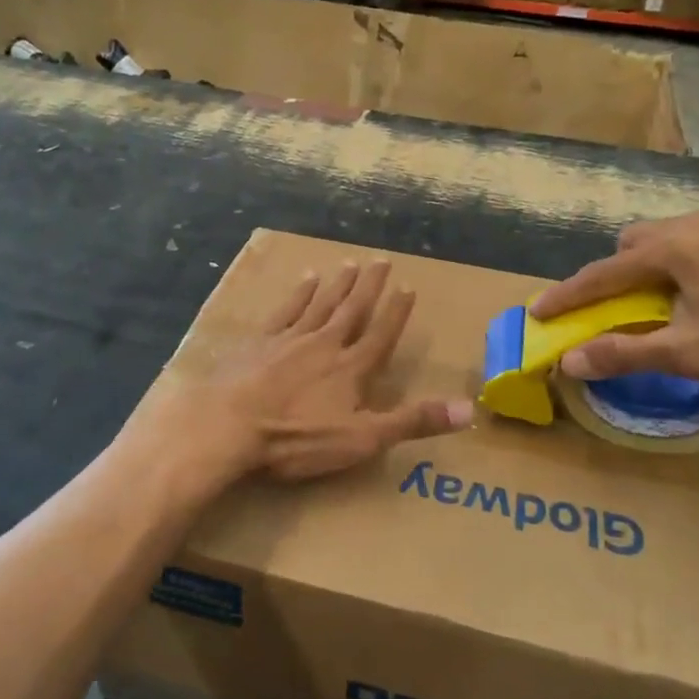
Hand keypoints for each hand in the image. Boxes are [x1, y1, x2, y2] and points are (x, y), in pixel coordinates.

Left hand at [140, 260, 473, 487]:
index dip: (396, 312)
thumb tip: (469, 408)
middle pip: (352, 309)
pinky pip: (286, 309)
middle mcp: (325, 344)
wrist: (229, 425)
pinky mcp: (260, 341)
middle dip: (369, 286)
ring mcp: (291, 339)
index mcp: (352, 368)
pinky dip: (299, 293)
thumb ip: (413, 422)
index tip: (408, 287)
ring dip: (338, 284)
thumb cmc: (297, 438)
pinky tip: (305, 280)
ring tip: (350, 263)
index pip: (381, 334)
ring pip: (321, 304)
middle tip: (381, 260)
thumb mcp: (362, 438)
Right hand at [531, 213, 698, 381]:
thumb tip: (570, 361)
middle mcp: (687, 225)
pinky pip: (695, 238)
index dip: (566, 296)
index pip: (600, 274)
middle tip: (618, 308)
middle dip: (613, 274)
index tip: (537, 312)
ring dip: (649, 265)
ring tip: (664, 300)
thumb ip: (625, 353)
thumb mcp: (688, 352)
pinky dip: (682, 260)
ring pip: (664, 238)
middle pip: (630, 245)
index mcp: (666, 250)